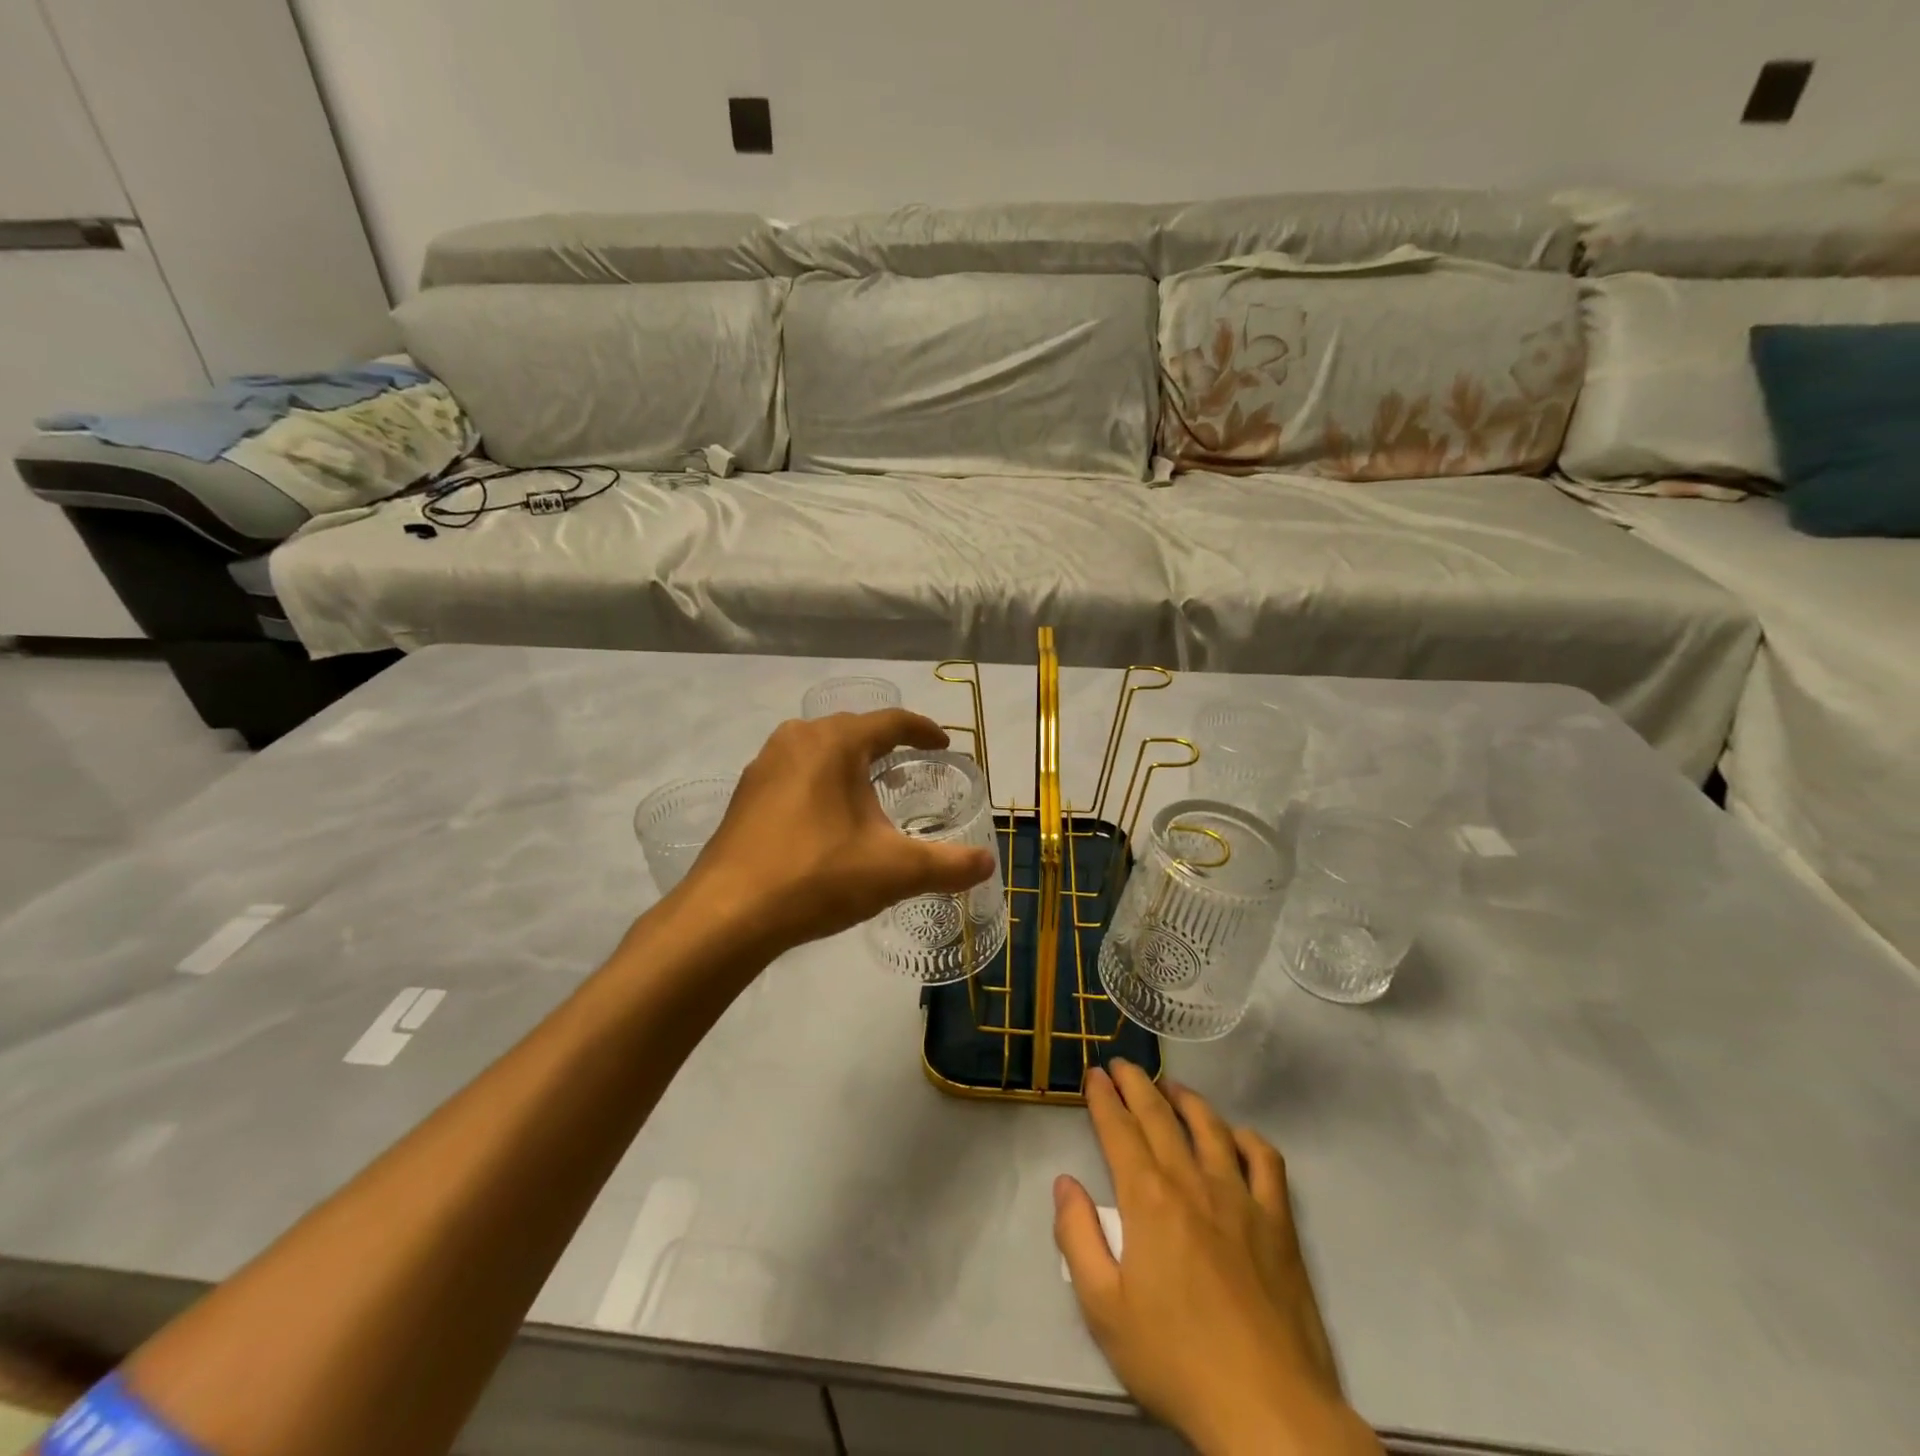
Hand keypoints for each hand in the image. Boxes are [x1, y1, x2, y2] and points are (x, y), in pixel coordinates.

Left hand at [676, 710, 996, 956]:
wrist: (728, 915)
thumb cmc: (817, 876)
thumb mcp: (894, 871)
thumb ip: (947, 865)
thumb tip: (987, 863)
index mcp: (835, 742)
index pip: (890, 722)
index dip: (923, 730)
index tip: (943, 744)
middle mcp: (796, 740)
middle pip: (852, 730)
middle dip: (885, 744)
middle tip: (910, 766)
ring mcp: (764, 766)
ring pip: (819, 750)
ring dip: (849, 762)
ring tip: (871, 789)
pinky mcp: (745, 795)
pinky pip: (794, 773)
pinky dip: (820, 782)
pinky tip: (826, 817)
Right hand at [1054, 1063, 1380, 1455]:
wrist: (1268, 1410)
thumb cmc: (1176, 1361)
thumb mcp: (1103, 1309)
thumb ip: (1077, 1237)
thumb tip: (1065, 1183)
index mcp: (1148, 1199)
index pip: (1119, 1130)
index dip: (1104, 1098)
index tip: (1094, 1075)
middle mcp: (1192, 1182)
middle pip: (1159, 1116)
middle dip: (1136, 1084)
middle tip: (1122, 1065)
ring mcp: (1240, 1198)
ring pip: (1210, 1126)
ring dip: (1185, 1099)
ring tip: (1170, 1087)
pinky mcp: (1278, 1222)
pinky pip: (1265, 1161)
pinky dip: (1247, 1138)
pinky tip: (1235, 1136)